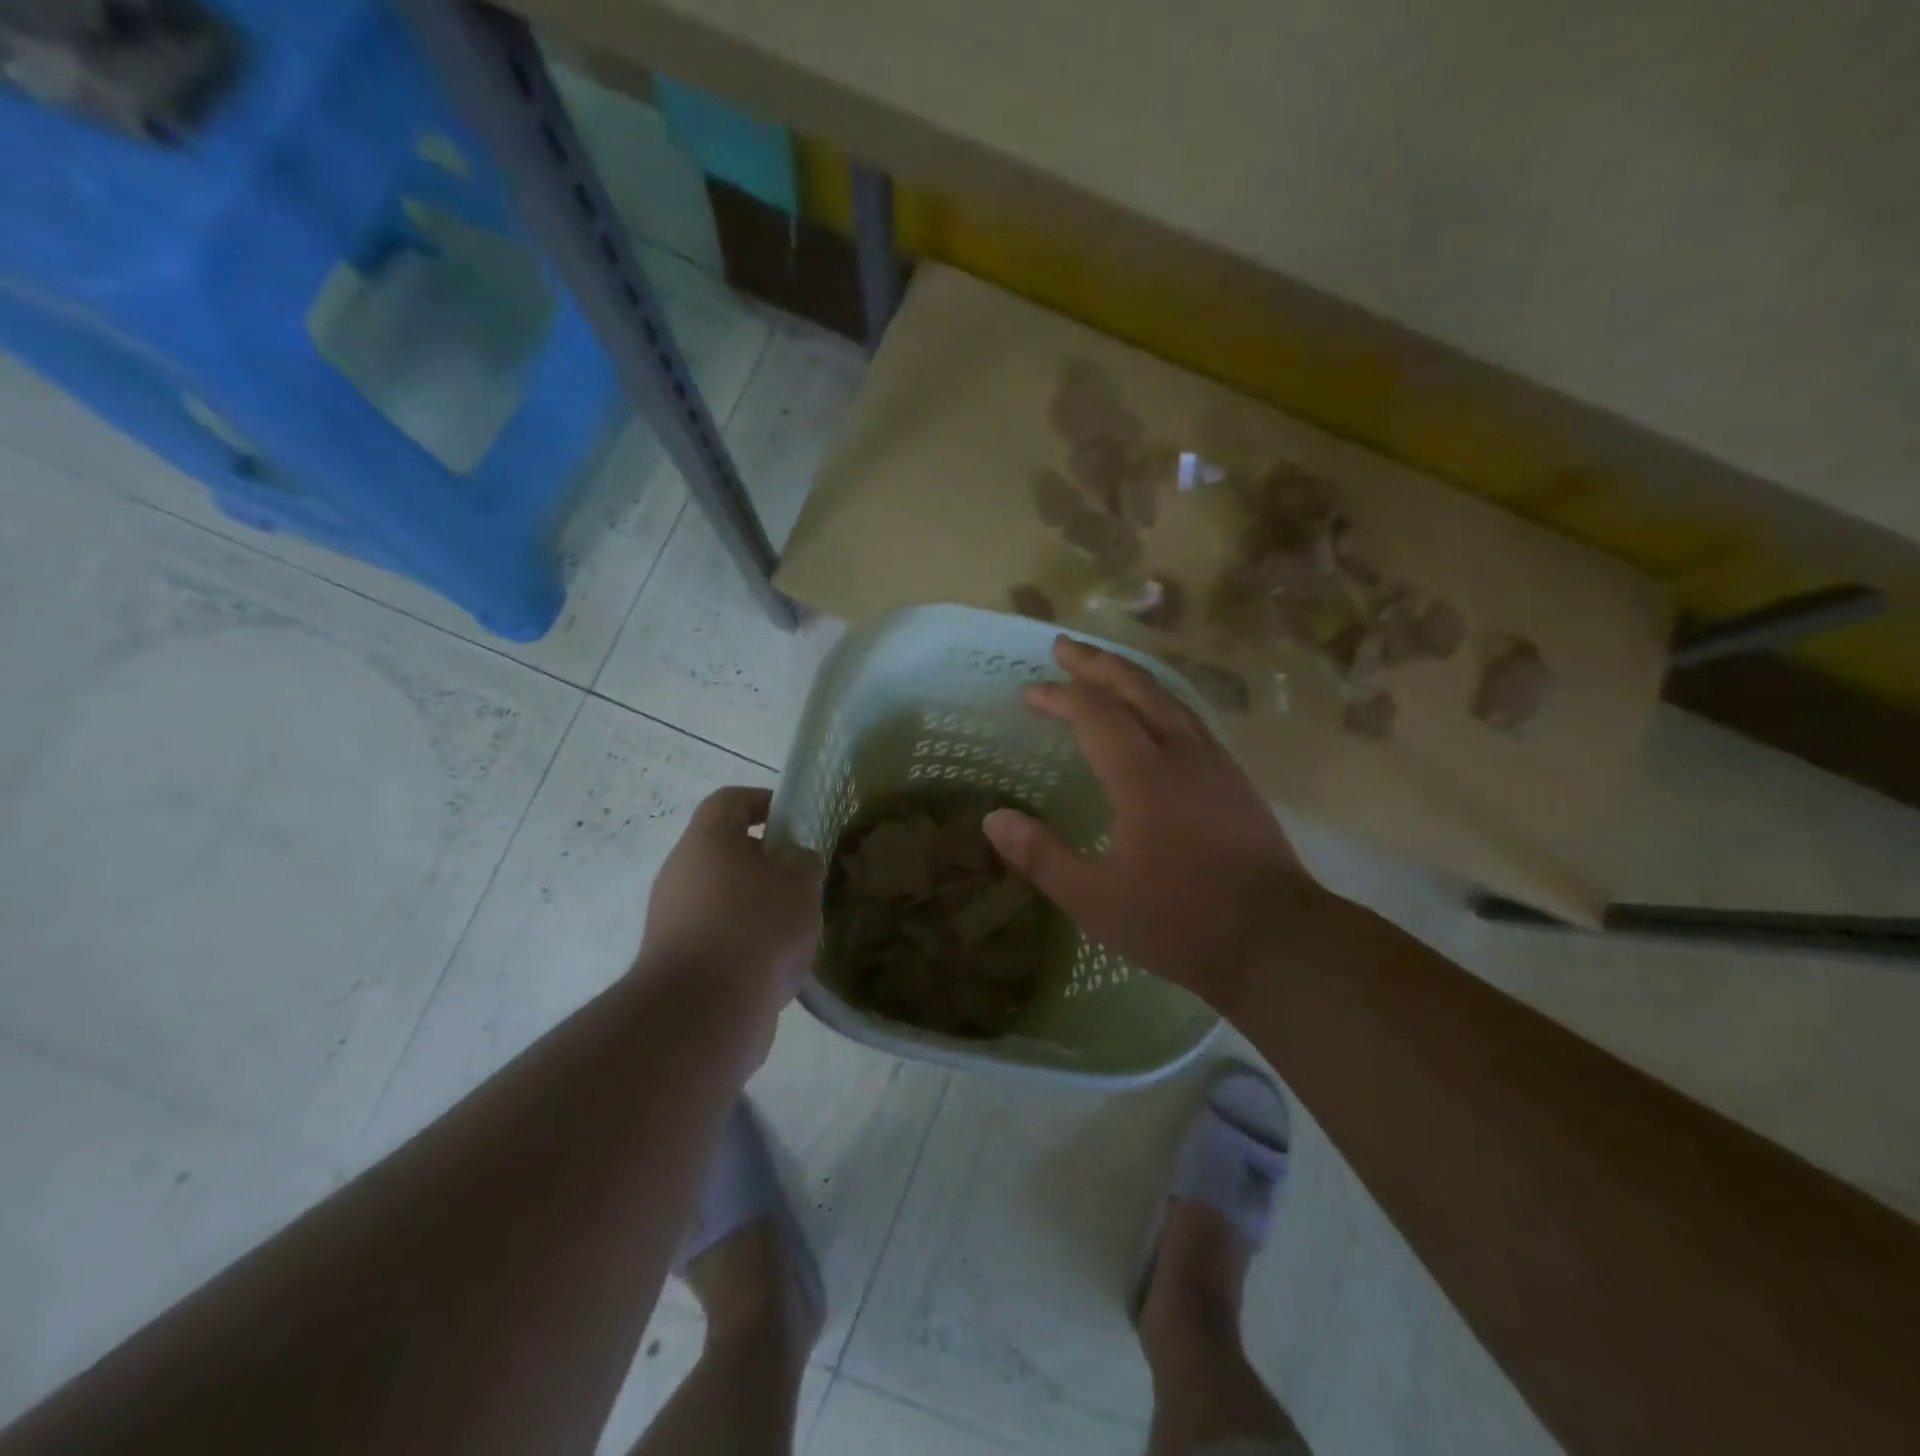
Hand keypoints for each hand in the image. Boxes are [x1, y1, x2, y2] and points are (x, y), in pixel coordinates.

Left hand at [638, 786, 824, 1024]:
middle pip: (725, 851)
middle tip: (802, 880)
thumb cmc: (756, 930)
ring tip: (795, 928)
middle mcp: (680, 872)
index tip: (794, 821)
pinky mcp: (675, 959)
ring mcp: (672, 918)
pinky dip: (744, 941)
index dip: (763, 802)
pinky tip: (775, 965)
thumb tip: (794, 861)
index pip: (730, 801)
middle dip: (767, 862)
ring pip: (722, 896)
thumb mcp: (801, 885)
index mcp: (707, 841)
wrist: (702, 1014)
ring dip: (757, 905)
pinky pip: (716, 934)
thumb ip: (805, 862)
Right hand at [982, 638, 1323, 1010]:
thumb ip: (1041, 857)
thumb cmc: (1179, 922)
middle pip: (1136, 689)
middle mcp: (1181, 755)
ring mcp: (1215, 764)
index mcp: (1143, 777)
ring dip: (1130, 677)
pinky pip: (1190, 719)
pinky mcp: (1235, 780)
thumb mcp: (1095, 901)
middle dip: (1096, 663)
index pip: (1094, 714)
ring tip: (1103, 668)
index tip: (1027, 694)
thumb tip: (993, 819)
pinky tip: (1156, 714)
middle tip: (1063, 647)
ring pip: (1169, 699)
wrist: (1276, 941)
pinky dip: (1161, 700)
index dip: (1058, 697)